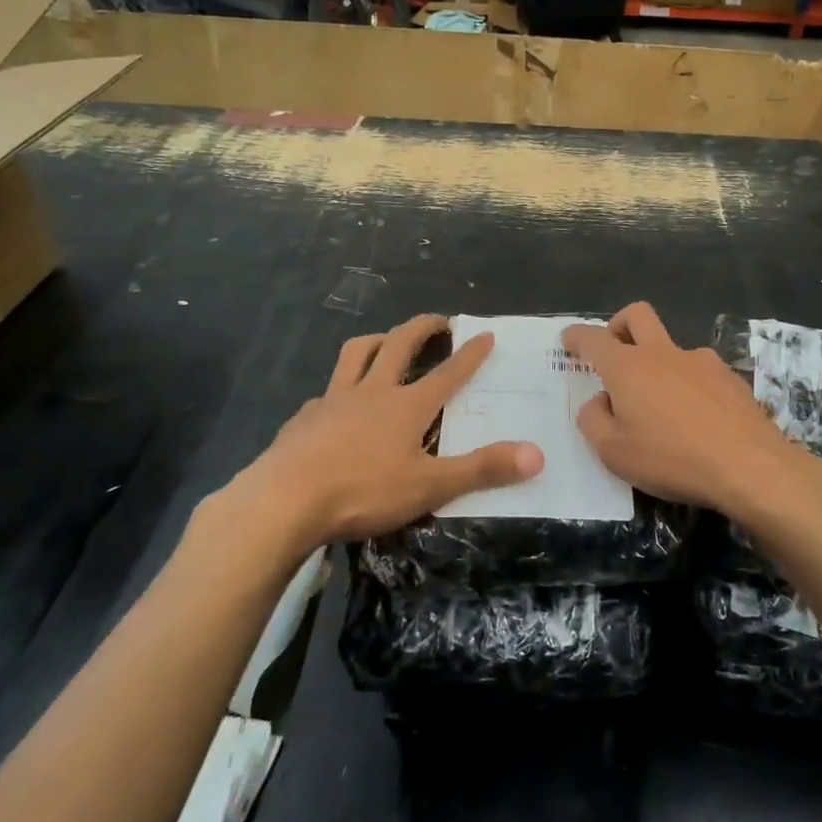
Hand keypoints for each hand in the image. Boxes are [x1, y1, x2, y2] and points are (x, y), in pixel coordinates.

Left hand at [223, 315, 542, 548]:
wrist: (283, 500)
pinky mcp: (305, 418)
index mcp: (406, 406)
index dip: (470, 354)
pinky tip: (336, 405)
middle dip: (422, 328)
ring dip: (376, 340)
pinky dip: (338, 388)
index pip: (448, 373)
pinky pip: (325, 391)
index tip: (485, 333)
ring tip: (385, 341)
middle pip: (398, 345)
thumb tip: (537, 455)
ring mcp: (334, 400)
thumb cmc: (362, 491)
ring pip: (356, 354)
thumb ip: (482, 469)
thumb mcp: (430, 486)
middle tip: (438, 320)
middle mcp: (372, 391)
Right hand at [563, 303, 817, 519]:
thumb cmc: (671, 459)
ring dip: (658, 364)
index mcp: (628, 367)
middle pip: (637, 315)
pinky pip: (700, 372)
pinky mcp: (730, 378)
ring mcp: (701, 361)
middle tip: (614, 351)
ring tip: (661, 407)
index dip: (576, 336)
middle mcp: (663, 353)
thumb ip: (594, 421)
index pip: (593, 338)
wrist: (749, 466)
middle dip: (618, 325)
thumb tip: (599, 402)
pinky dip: (688, 385)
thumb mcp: (614, 453)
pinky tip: (696, 419)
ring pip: (671, 347)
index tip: (569, 340)